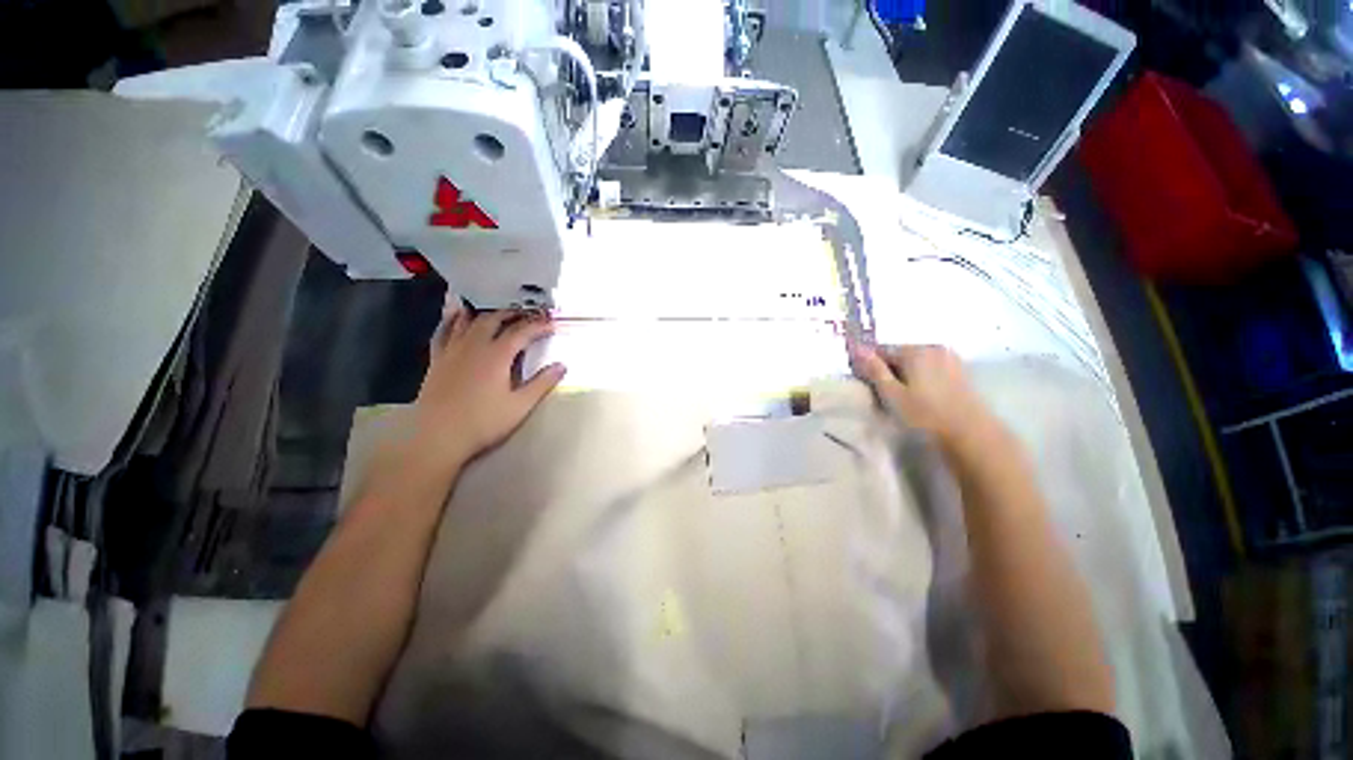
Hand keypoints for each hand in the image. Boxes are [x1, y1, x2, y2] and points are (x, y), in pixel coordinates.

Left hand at [359, 309, 565, 509]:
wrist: (438, 436)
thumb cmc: (483, 422)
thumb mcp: (520, 405)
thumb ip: (542, 383)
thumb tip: (562, 365)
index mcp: (497, 355)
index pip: (521, 332)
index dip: (538, 326)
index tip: (552, 325)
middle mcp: (474, 346)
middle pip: (493, 319)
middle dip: (512, 314)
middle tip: (526, 315)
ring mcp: (452, 351)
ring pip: (468, 322)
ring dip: (484, 313)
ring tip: (496, 311)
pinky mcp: (437, 360)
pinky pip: (443, 332)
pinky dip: (451, 320)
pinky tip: (455, 316)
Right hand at [849, 343, 1000, 450]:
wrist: (972, 434)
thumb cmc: (925, 415)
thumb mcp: (892, 394)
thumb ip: (874, 370)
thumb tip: (856, 348)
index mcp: (914, 350)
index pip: (882, 350)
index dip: (871, 366)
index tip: (868, 384)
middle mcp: (933, 348)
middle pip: (901, 354)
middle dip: (890, 370)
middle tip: (885, 394)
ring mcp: (951, 359)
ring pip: (917, 362)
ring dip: (907, 375)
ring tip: (904, 398)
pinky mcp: (962, 372)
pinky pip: (933, 369)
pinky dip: (923, 378)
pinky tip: (923, 397)